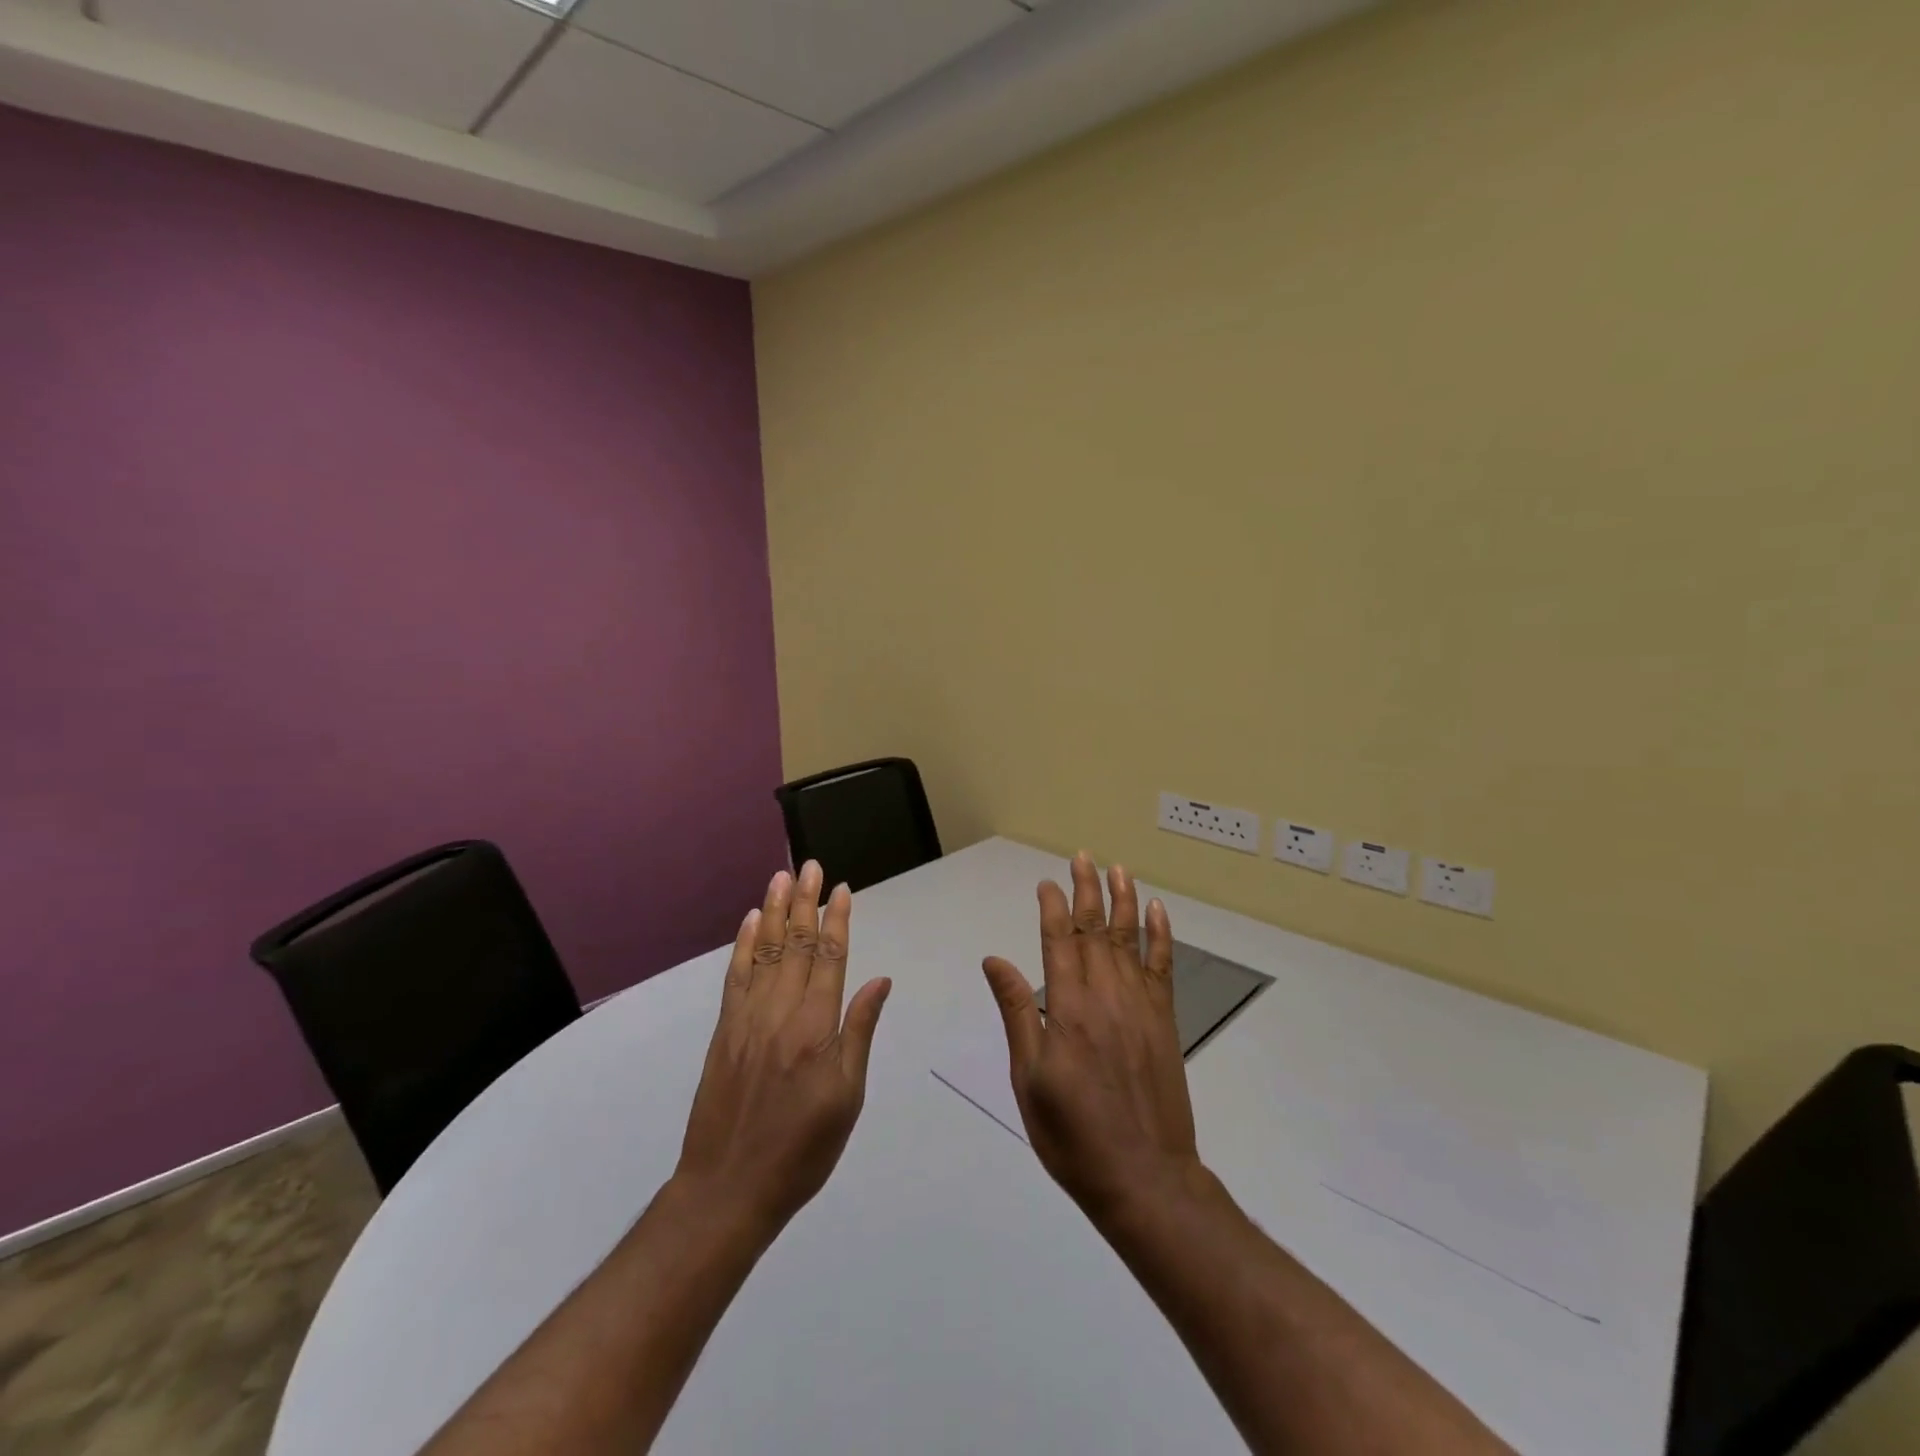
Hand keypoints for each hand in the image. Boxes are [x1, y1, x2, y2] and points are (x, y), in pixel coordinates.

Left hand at [674, 862, 891, 1237]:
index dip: (836, 920)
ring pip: (764, 951)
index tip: (840, 889)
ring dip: (774, 911)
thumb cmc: (802, 1148)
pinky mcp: (724, 1031)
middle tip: (810, 866)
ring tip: (781, 877)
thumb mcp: (847, 1097)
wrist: (728, 1188)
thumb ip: (859, 1032)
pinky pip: (735, 976)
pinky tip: (749, 921)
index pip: (830, 957)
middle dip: (805, 902)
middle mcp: (781, 1011)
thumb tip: (878, 981)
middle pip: (796, 944)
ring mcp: (747, 1018)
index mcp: (816, 1026)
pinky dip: (743, 945)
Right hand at [981, 852, 1206, 1225]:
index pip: (1058, 940)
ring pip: (1130, 939)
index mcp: (1068, 1008)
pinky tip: (1158, 912)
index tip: (1047, 882)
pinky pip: (1163, 966)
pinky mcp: (1164, 1021)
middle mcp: (1106, 995)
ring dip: (1124, 901)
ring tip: (1119, 869)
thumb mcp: (1029, 1078)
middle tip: (1083, 858)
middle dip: (1088, 890)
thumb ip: (1016, 1013)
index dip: (1053, 907)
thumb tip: (995, 960)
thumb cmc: (1073, 1134)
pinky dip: (1161, 935)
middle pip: (1095, 929)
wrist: (1144, 1177)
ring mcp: (1140, 1005)